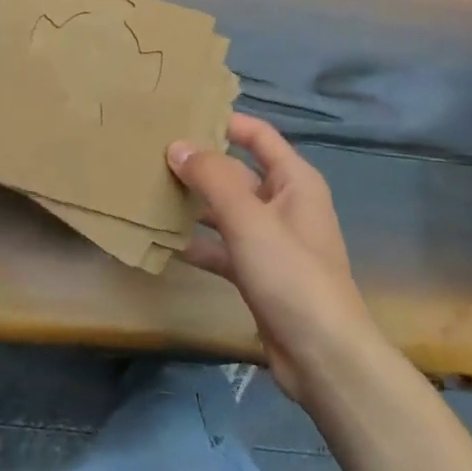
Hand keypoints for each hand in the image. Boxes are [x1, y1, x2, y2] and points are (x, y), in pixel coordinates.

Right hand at [168, 115, 377, 403]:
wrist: (322, 356)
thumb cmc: (291, 274)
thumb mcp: (249, 219)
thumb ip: (212, 178)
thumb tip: (176, 146)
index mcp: (294, 181)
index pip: (258, 136)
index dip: (225, 122)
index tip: (182, 114)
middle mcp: (283, 204)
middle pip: (236, 173)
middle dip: (199, 165)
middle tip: (151, 154)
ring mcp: (270, 241)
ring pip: (225, 211)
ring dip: (193, 204)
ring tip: (149, 192)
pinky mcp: (257, 273)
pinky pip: (222, 247)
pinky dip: (198, 243)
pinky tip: (164, 242)